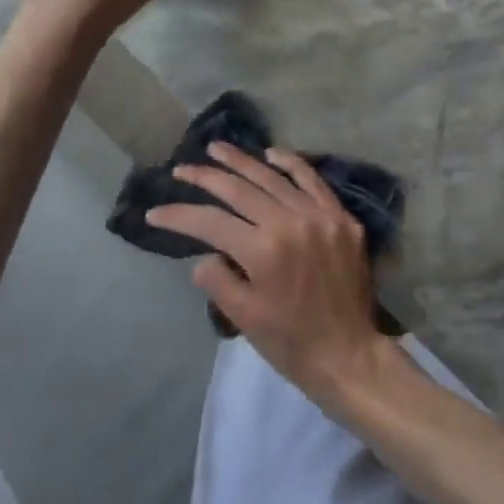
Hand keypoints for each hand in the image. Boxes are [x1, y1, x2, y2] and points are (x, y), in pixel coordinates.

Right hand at [149, 142, 385, 401]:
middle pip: (239, 190)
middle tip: (182, 168)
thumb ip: (218, 280)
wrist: (349, 354)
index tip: (155, 212)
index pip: (210, 222)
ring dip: (243, 161)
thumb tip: (205, 254)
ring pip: (274, 177)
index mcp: (263, 251)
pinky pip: (313, 181)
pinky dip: (291, 164)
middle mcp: (290, 222)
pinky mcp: (341, 217)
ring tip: (217, 149)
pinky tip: (272, 153)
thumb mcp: (245, 318)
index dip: (179, 215)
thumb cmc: (291, 341)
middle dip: (205, 177)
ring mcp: (319, 215)